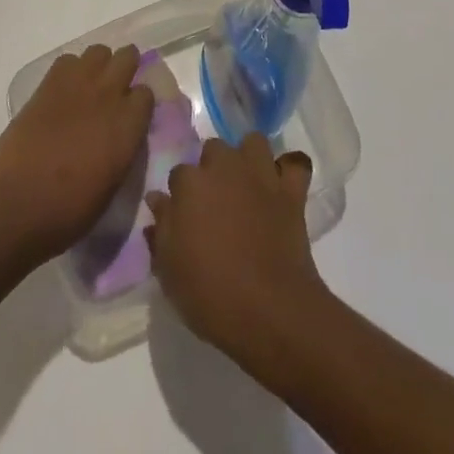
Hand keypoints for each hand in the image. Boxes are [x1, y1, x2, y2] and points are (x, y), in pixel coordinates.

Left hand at [0, 44, 153, 265]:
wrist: (15, 203)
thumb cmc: (67, 211)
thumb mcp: (111, 186)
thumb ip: (123, 150)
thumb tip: (122, 136)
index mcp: (128, 125)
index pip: (146, 93)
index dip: (139, 103)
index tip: (132, 115)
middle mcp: (108, 95)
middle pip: (127, 57)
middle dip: (125, 69)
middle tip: (115, 91)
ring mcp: (78, 84)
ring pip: (99, 51)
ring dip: (99, 65)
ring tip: (90, 87)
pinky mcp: (49, 83)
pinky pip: (68, 60)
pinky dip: (70, 70)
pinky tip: (64, 91)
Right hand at [145, 134, 325, 360]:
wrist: (268, 310)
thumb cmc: (209, 293)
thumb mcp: (169, 270)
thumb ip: (161, 229)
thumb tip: (157, 200)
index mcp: (190, 184)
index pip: (178, 174)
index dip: (181, 195)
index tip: (184, 216)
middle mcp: (225, 167)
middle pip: (214, 149)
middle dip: (213, 167)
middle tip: (215, 201)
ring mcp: (260, 175)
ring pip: (253, 143)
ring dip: (249, 158)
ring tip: (247, 184)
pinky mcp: (290, 190)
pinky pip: (296, 164)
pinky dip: (290, 170)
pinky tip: (283, 184)